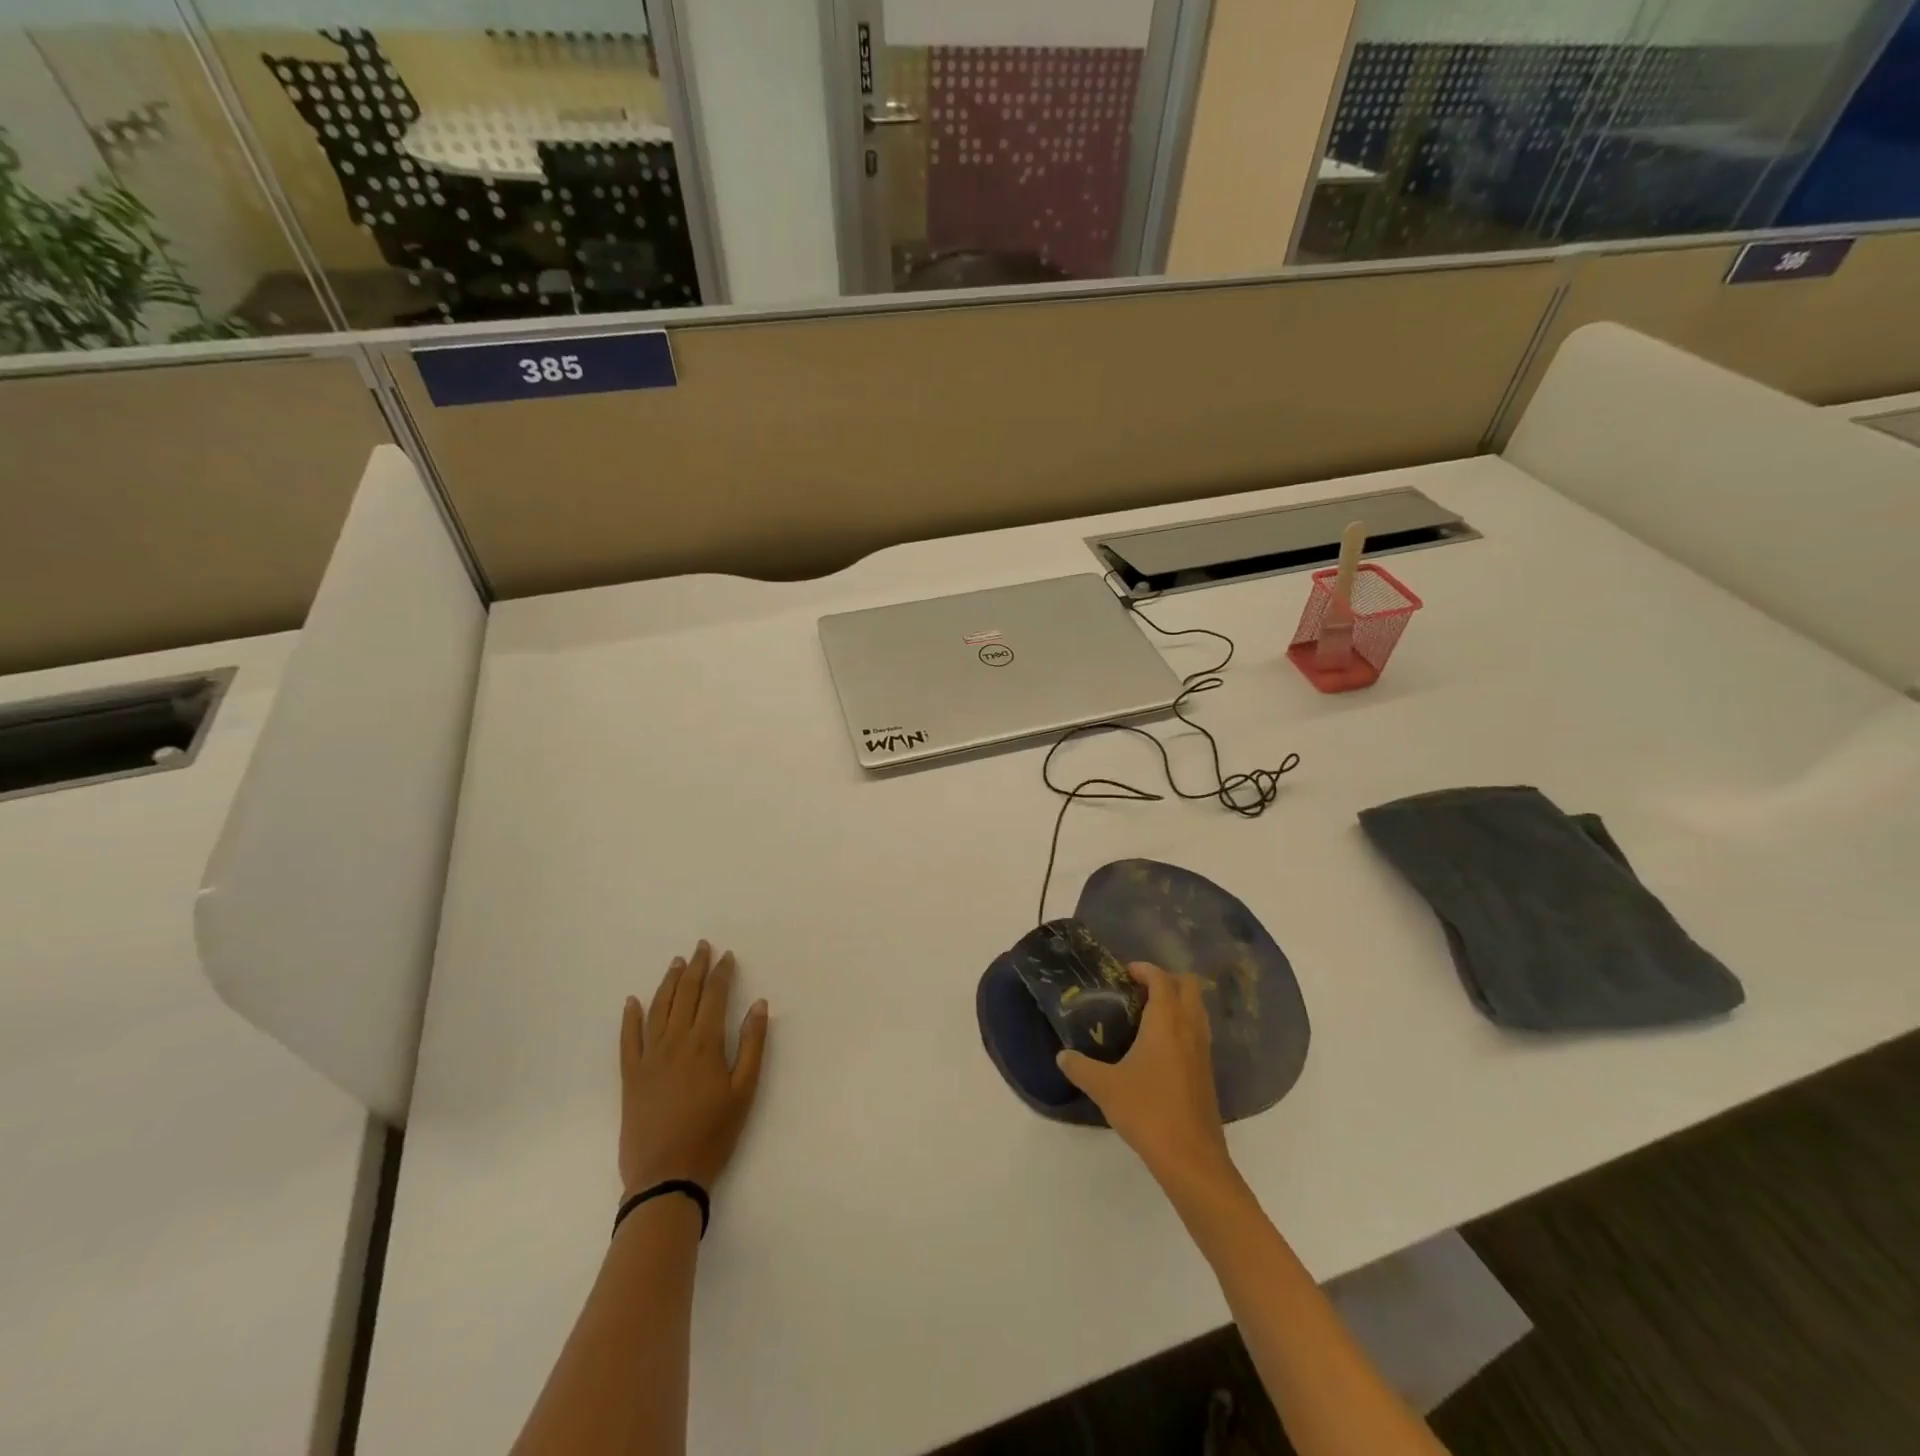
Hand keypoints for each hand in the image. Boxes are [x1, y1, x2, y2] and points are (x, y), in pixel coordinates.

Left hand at [619, 940, 768, 1195]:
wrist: (666, 1176)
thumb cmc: (713, 1134)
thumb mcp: (744, 1091)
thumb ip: (752, 1044)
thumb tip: (759, 1003)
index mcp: (705, 1044)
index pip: (714, 996)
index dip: (721, 973)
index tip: (726, 956)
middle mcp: (675, 1042)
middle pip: (685, 995)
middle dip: (695, 968)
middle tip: (701, 946)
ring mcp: (649, 1058)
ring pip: (658, 1009)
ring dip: (668, 983)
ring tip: (676, 963)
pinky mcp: (630, 1077)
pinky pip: (628, 1039)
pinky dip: (630, 1018)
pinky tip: (632, 1001)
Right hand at [1056, 962, 1236, 1191]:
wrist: (1191, 1158)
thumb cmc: (1147, 1111)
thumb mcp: (1105, 1088)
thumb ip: (1080, 1067)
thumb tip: (1062, 1055)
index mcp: (1166, 1022)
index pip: (1161, 979)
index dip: (1144, 969)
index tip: (1124, 973)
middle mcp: (1189, 1028)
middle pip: (1188, 986)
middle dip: (1166, 980)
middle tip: (1138, 990)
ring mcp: (1203, 1051)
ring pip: (1197, 1009)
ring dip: (1177, 1002)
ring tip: (1147, 1014)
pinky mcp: (1207, 1072)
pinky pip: (1198, 1032)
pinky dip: (1183, 1025)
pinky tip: (1159, 1047)